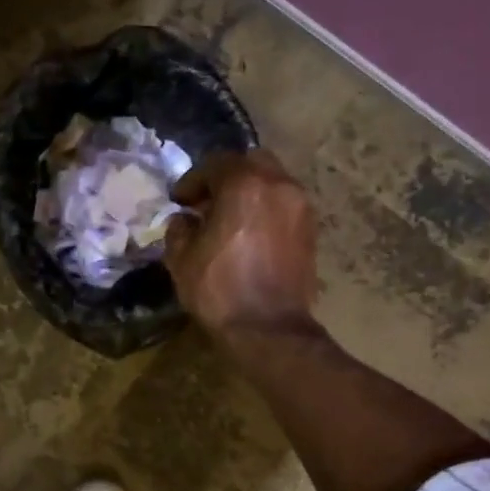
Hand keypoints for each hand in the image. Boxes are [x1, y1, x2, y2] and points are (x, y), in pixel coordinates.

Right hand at [165, 150, 317, 335]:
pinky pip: (284, 205)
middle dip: (227, 177)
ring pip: (272, 182)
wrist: (268, 328)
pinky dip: (265, 210)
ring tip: (229, 220)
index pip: (216, 163)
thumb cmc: (219, 289)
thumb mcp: (181, 258)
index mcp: (244, 185)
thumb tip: (185, 220)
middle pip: (251, 162)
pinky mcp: (310, 230)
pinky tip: (249, 235)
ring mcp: (300, 207)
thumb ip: (179, 229)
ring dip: (249, 193)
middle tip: (207, 202)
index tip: (179, 201)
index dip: (192, 180)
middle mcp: (278, 185)